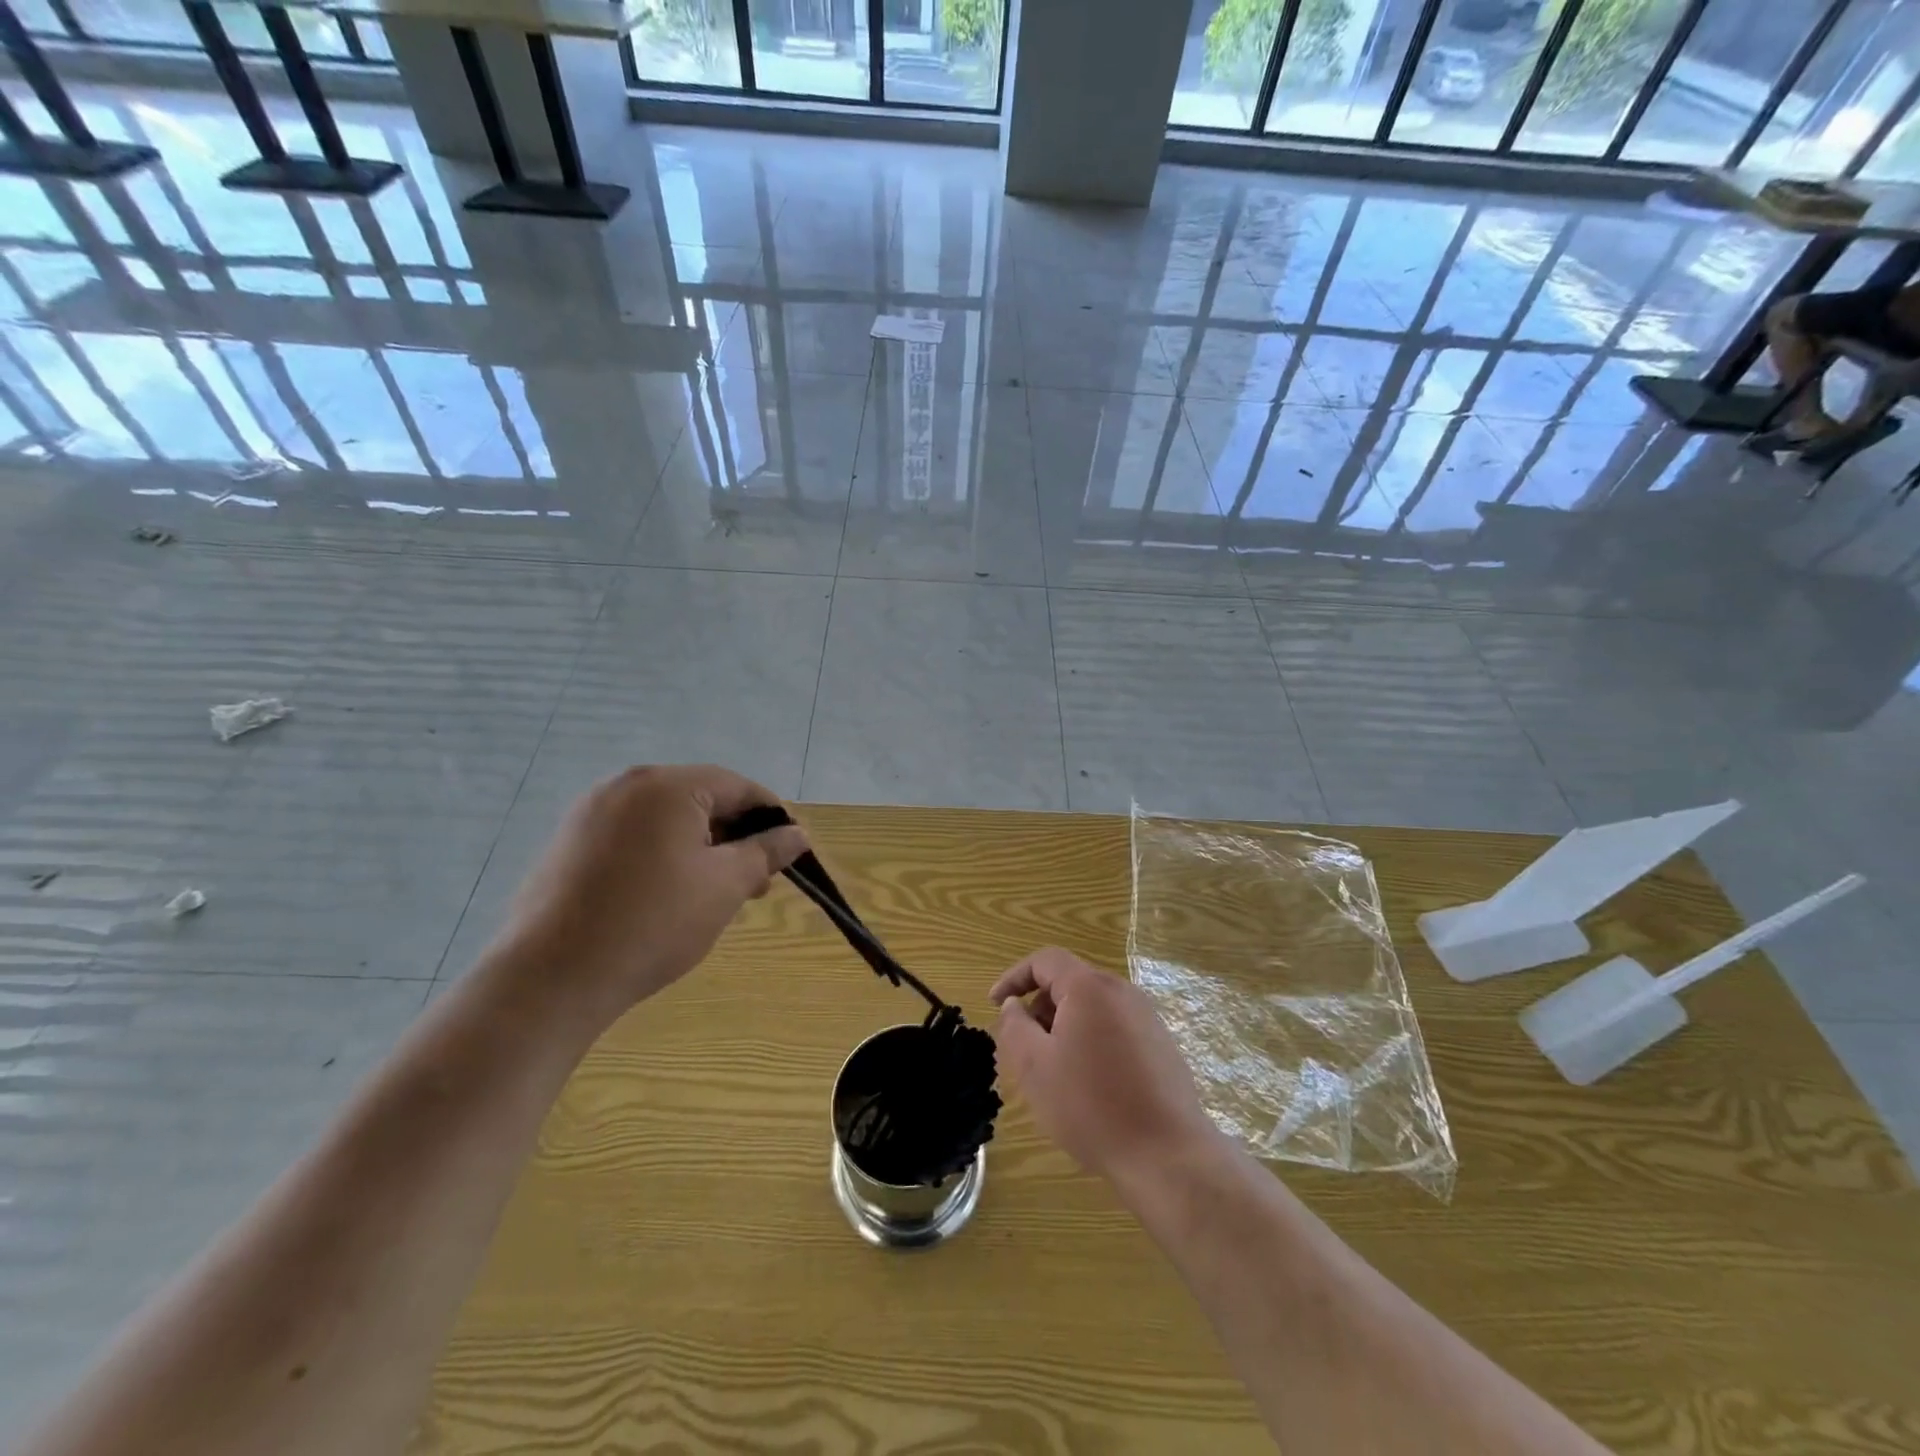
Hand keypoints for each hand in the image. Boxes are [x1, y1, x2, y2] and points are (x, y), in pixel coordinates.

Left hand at [494, 765, 807, 1027]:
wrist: (551, 978)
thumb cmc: (653, 922)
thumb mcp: (725, 885)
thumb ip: (766, 851)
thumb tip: (798, 834)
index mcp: (666, 785)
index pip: (737, 786)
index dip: (772, 816)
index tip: (792, 852)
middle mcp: (625, 785)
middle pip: (700, 799)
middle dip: (736, 837)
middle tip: (757, 883)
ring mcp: (590, 813)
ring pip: (666, 820)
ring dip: (701, 848)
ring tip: (717, 894)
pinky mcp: (569, 844)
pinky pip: (633, 837)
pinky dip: (663, 856)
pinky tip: (669, 897)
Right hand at [990, 948, 1217, 1185]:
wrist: (1167, 1155)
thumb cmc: (1091, 1106)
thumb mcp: (1035, 1067)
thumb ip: (1015, 1026)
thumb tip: (1014, 1005)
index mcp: (1090, 987)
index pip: (1045, 960)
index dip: (1014, 977)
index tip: (994, 1004)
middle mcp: (1122, 991)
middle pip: (1070, 981)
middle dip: (1040, 1007)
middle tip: (1024, 1046)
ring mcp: (1147, 1017)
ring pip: (1092, 1006)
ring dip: (1065, 1026)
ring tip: (1054, 1069)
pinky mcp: (1161, 1044)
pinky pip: (1115, 1026)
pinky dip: (1091, 1039)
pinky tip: (1090, 1083)